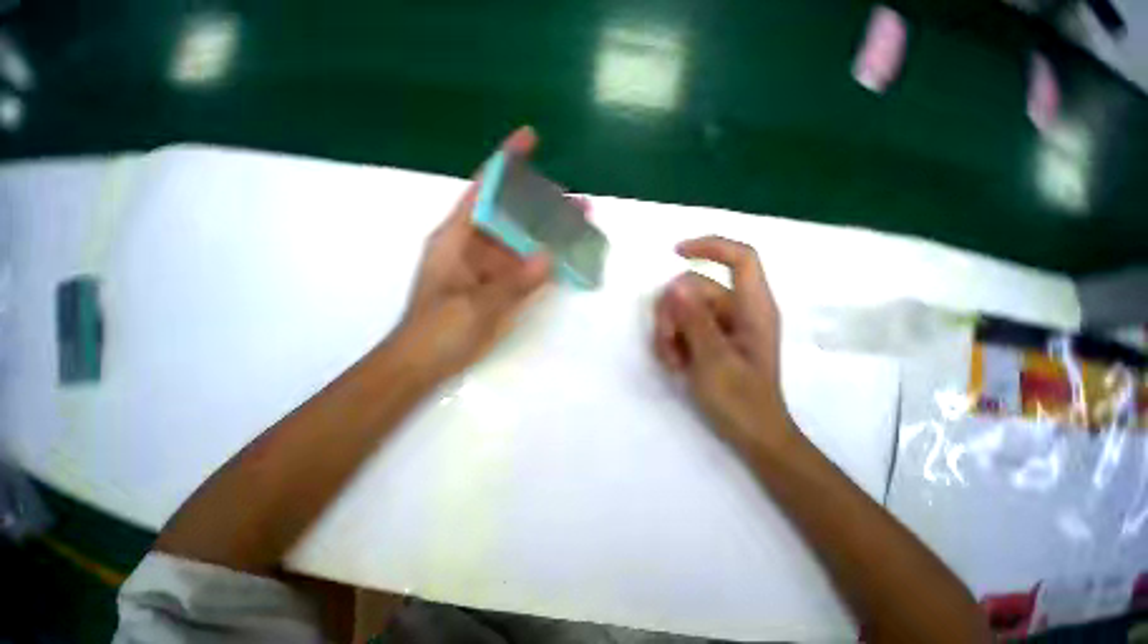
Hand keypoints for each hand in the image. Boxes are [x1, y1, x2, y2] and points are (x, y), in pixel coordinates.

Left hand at [396, 127, 554, 380]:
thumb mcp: (472, 307)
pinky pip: (526, 268)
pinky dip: (545, 262)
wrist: (422, 364)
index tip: (530, 138)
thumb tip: (550, 256)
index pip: (483, 190)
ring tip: (580, 226)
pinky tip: (564, 258)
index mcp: (457, 238)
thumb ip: (512, 283)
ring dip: (549, 234)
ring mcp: (488, 268)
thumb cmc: (436, 332)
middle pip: (511, 215)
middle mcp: (474, 246)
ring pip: (522, 241)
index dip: (506, 162)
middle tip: (577, 202)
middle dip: (542, 205)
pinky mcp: (498, 287)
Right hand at [653, 236, 793, 450]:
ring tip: (671, 360)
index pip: (741, 258)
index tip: (676, 253)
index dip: (711, 246)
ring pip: (683, 307)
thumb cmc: (741, 401)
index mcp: (753, 308)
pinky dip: (671, 341)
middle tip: (668, 344)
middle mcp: (737, 310)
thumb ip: (695, 321)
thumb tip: (674, 286)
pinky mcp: (709, 339)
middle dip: (673, 311)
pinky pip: (681, 325)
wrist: (752, 436)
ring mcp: (721, 325)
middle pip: (696, 286)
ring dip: (668, 330)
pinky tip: (673, 363)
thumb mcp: (714, 360)